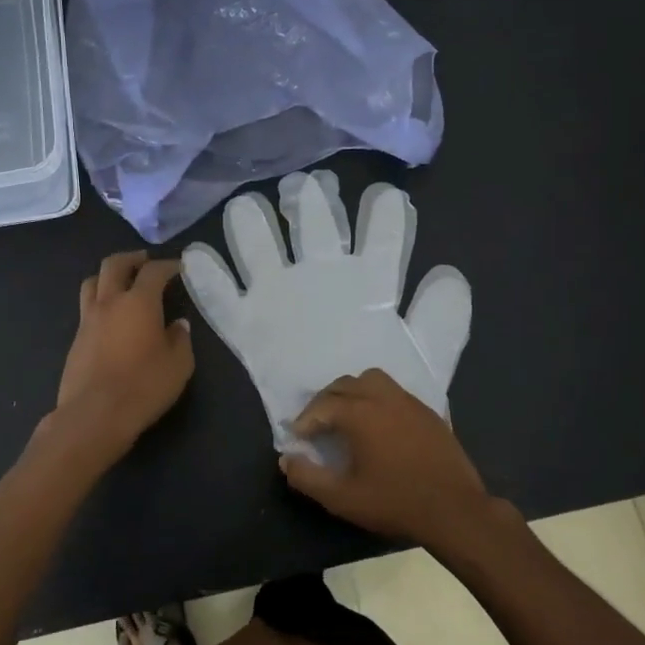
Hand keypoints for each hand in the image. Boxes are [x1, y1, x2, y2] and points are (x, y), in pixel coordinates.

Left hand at [52, 252, 194, 451]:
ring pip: (93, 283)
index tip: (178, 267)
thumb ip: (180, 339)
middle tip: (144, 261)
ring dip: (108, 276)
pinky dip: (100, 303)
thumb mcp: (179, 365)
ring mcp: (88, 320)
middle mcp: (110, 302)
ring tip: (121, 283)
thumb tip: (177, 325)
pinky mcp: (76, 340)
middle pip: (114, 265)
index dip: (168, 265)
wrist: (94, 415)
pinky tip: (110, 318)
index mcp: (138, 302)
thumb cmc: (144, 386)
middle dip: (131, 259)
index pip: (153, 271)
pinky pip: (87, 308)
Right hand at [180, 170, 471, 448]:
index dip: (383, 217)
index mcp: (368, 287)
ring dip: (254, 229)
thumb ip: (440, 322)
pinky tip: (198, 257)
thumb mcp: (430, 363)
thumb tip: (447, 271)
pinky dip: (211, 282)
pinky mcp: (251, 331)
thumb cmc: (405, 405)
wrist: (375, 457)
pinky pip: (225, 304)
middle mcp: (323, 283)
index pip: (378, 241)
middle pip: (314, 230)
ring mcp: (283, 302)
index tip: (385, 196)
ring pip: (263, 253)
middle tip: (307, 187)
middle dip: (311, 206)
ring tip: (247, 208)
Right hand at [279, 368, 493, 546]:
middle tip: (317, 424)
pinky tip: (379, 424)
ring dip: (353, 392)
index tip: (298, 436)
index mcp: (360, 413)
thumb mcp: (342, 498)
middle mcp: (383, 397)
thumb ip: (308, 477)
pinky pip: (395, 392)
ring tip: (347, 415)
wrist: (455, 510)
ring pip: (372, 380)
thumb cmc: (395, 502)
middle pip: (345, 384)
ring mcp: (409, 401)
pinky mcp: (428, 411)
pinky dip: (378, 399)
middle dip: (325, 401)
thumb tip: (286, 459)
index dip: (305, 420)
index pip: (323, 406)